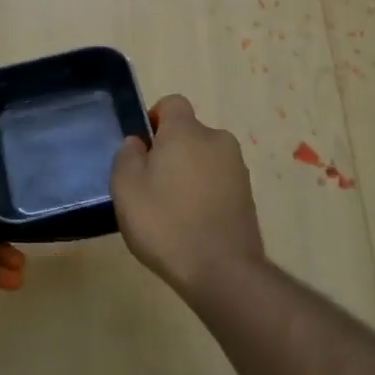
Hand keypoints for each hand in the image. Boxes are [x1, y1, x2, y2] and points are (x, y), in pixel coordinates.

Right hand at [110, 95, 265, 292]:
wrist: (221, 270)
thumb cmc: (165, 223)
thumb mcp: (126, 188)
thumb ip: (127, 156)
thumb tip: (138, 143)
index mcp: (187, 131)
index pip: (172, 103)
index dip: (154, 120)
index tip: (142, 150)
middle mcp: (218, 140)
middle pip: (188, 134)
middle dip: (170, 151)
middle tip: (150, 185)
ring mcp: (237, 168)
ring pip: (204, 159)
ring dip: (188, 174)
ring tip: (171, 209)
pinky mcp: (248, 195)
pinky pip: (218, 181)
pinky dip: (204, 193)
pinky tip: (191, 223)